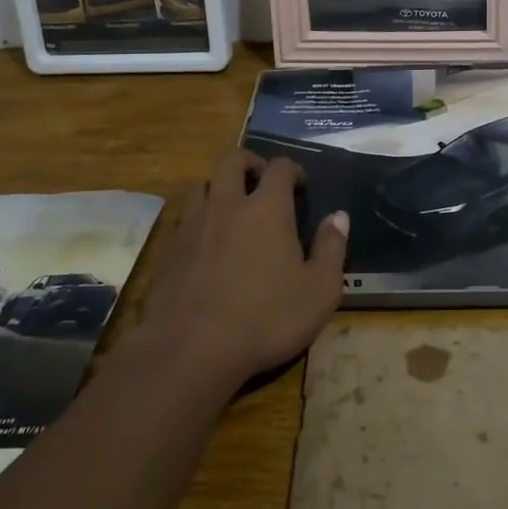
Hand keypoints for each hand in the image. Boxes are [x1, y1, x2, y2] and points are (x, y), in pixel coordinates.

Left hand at [127, 150, 347, 390]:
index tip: (300, 185)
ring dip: (218, 186)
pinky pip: (183, 218)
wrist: (191, 348)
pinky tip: (205, 242)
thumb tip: (338, 217)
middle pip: (232, 160)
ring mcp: (193, 224)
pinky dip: (197, 218)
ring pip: (201, 184)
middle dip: (249, 163)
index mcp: (267, 208)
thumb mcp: (319, 290)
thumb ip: (332, 249)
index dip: (292, 169)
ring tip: (230, 207)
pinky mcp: (169, 249)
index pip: (279, 167)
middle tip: (260, 181)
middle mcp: (227, 203)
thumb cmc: (266, 318)